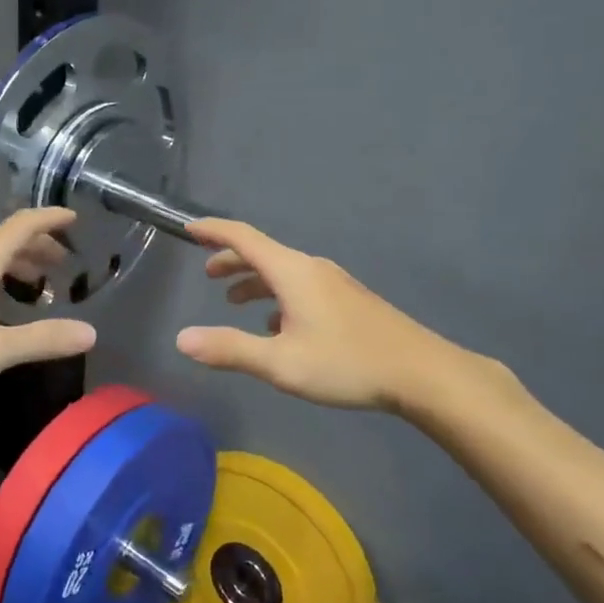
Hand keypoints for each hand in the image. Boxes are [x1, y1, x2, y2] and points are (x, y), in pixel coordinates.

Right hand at [176, 219, 502, 417]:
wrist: (421, 373)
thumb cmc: (346, 363)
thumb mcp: (280, 363)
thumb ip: (230, 349)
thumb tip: (182, 338)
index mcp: (292, 272)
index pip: (243, 237)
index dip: (213, 230)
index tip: (188, 228)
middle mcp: (311, 268)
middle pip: (263, 253)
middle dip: (231, 261)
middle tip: (208, 275)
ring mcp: (334, 283)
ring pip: (283, 272)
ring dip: (254, 281)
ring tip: (235, 302)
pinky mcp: (348, 300)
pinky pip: (301, 287)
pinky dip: (278, 297)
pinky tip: (278, 327)